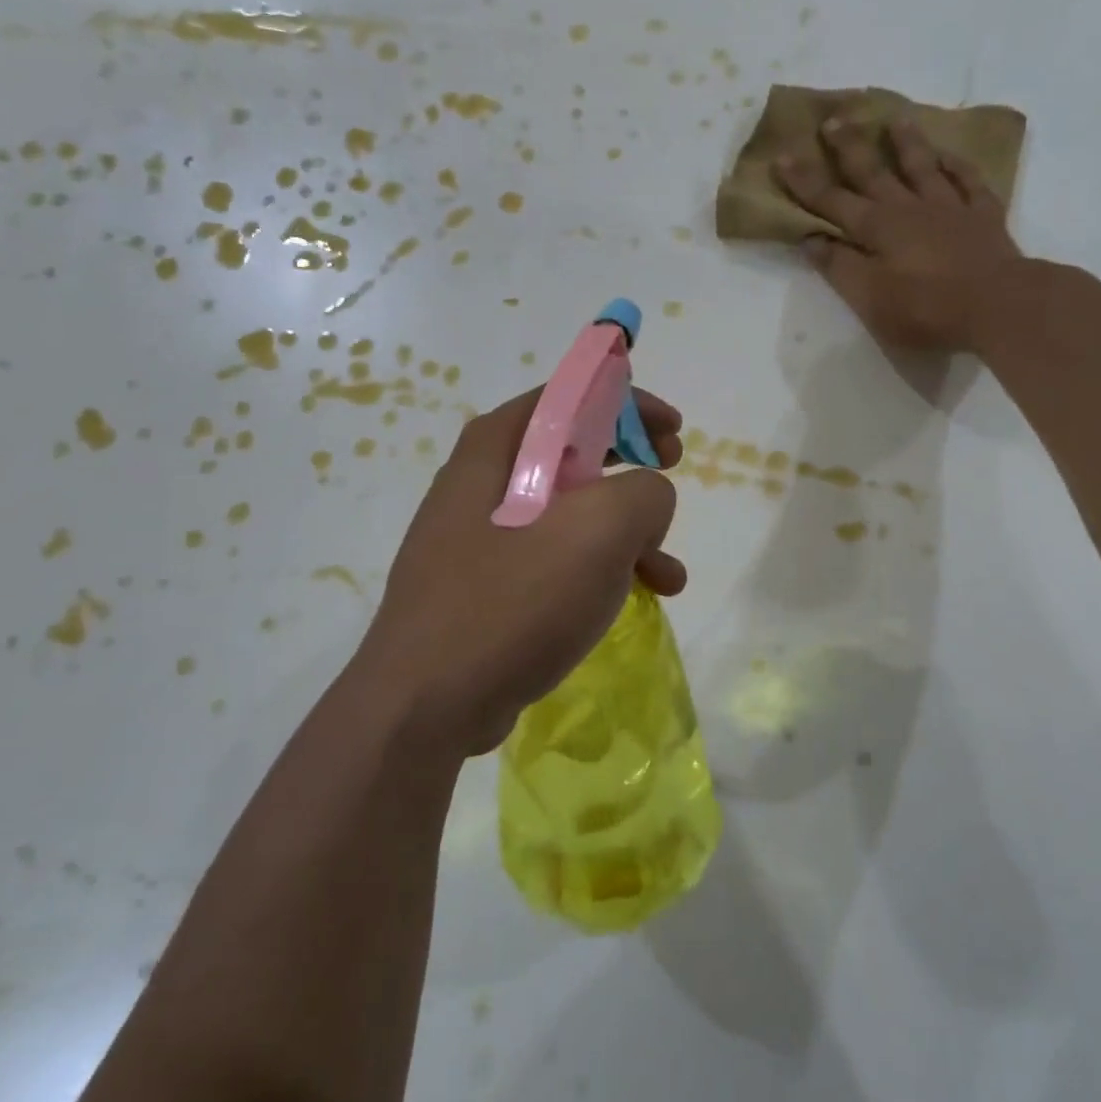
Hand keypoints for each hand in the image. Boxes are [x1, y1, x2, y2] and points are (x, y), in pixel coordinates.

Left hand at [353, 387, 685, 758]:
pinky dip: (597, 571)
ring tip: (667, 572)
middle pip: (571, 452)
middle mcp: (482, 484)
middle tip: (672, 469)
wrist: (427, 704)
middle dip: (631, 463)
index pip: (567, 397)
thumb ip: (644, 494)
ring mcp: (480, 539)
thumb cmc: (512, 600)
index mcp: (496, 450)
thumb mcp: (598, 531)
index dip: (628, 403)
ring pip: (568, 514)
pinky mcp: (486, 588)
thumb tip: (646, 499)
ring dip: (625, 533)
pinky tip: (632, 600)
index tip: (673, 430)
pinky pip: (553, 560)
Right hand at [774, 115, 1021, 351]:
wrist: (998, 307)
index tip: (783, 156)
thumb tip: (812, 239)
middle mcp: (909, 209)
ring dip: (906, 144)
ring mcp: (950, 208)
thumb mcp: (870, 299)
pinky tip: (950, 155)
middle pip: (874, 173)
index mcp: (877, 229)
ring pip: (922, 167)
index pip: (832, 201)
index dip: (805, 182)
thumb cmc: (926, 310)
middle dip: (850, 148)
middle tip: (833, 119)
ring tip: (895, 119)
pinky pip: (969, 182)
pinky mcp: (984, 217)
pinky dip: (957, 166)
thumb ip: (840, 267)